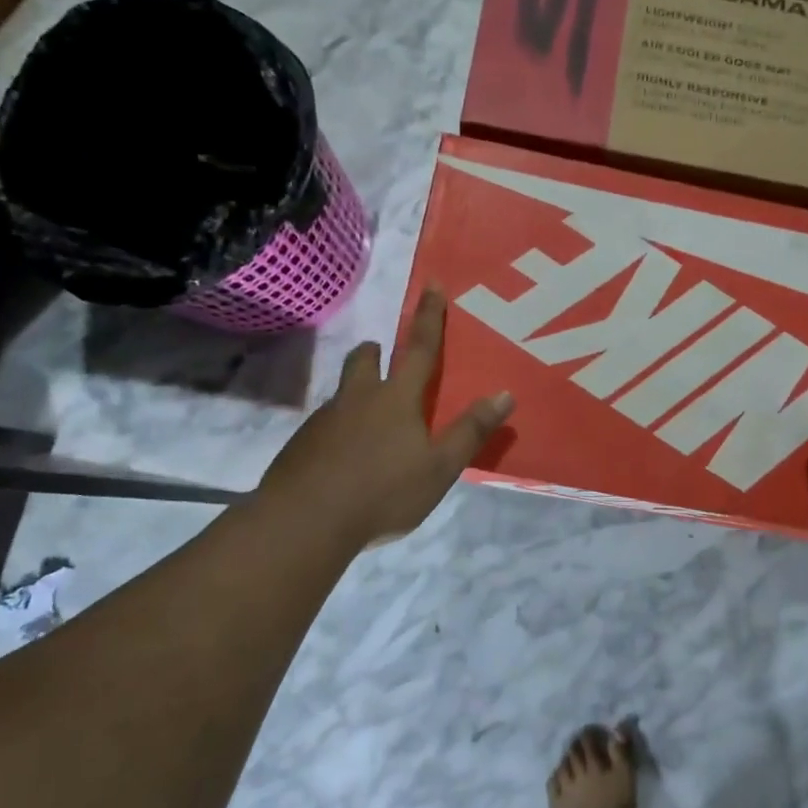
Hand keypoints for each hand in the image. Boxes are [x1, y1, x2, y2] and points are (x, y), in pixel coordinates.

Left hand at [259, 287, 513, 547]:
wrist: (304, 522)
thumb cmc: (382, 492)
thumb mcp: (439, 468)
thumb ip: (470, 431)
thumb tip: (504, 394)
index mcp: (396, 398)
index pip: (419, 348)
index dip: (429, 316)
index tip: (431, 285)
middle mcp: (358, 399)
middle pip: (364, 361)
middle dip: (376, 351)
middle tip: (382, 356)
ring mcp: (325, 420)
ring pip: (343, 393)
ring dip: (357, 393)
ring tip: (369, 421)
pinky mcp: (302, 445)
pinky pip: (325, 425)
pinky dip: (339, 430)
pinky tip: (345, 460)